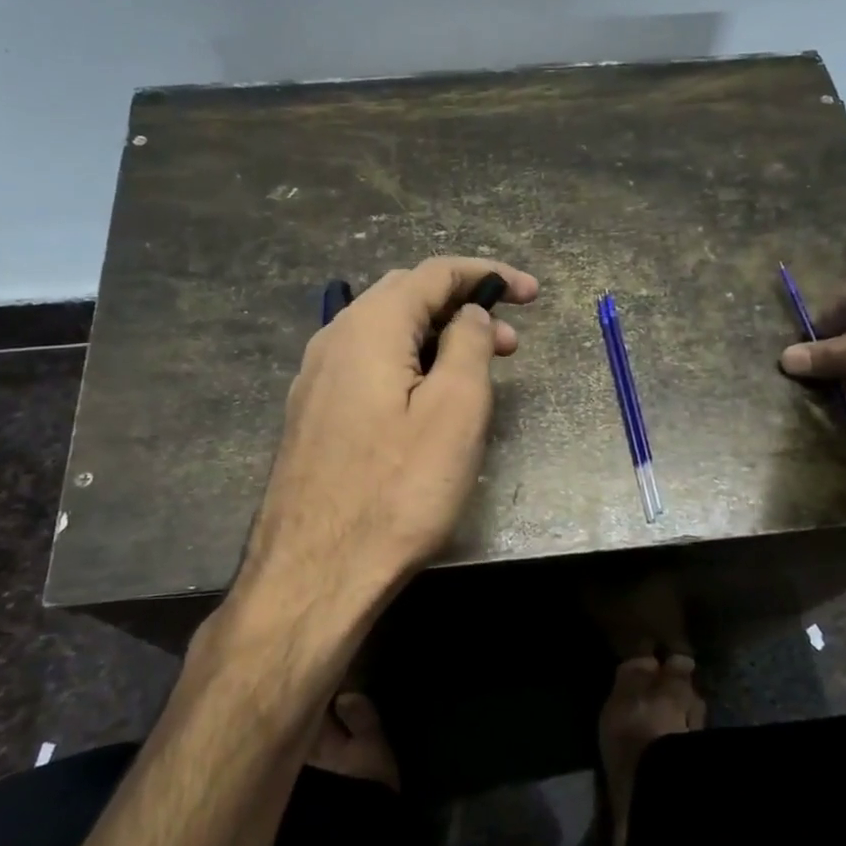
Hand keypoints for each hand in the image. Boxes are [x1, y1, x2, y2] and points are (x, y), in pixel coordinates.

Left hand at [240, 256, 538, 610]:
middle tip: (510, 342)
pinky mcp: (314, 413)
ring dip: (438, 338)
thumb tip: (468, 314)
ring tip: (480, 372)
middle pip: (406, 296)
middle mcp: (334, 339)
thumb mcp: (454, 411)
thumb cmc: (397, 491)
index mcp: (369, 327)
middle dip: (464, 306)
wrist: (314, 573)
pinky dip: (410, 364)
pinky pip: (369, 365)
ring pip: (387, 333)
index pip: (434, 273)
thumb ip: (467, 345)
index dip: (487, 273)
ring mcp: (317, 377)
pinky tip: (430, 399)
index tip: (531, 294)